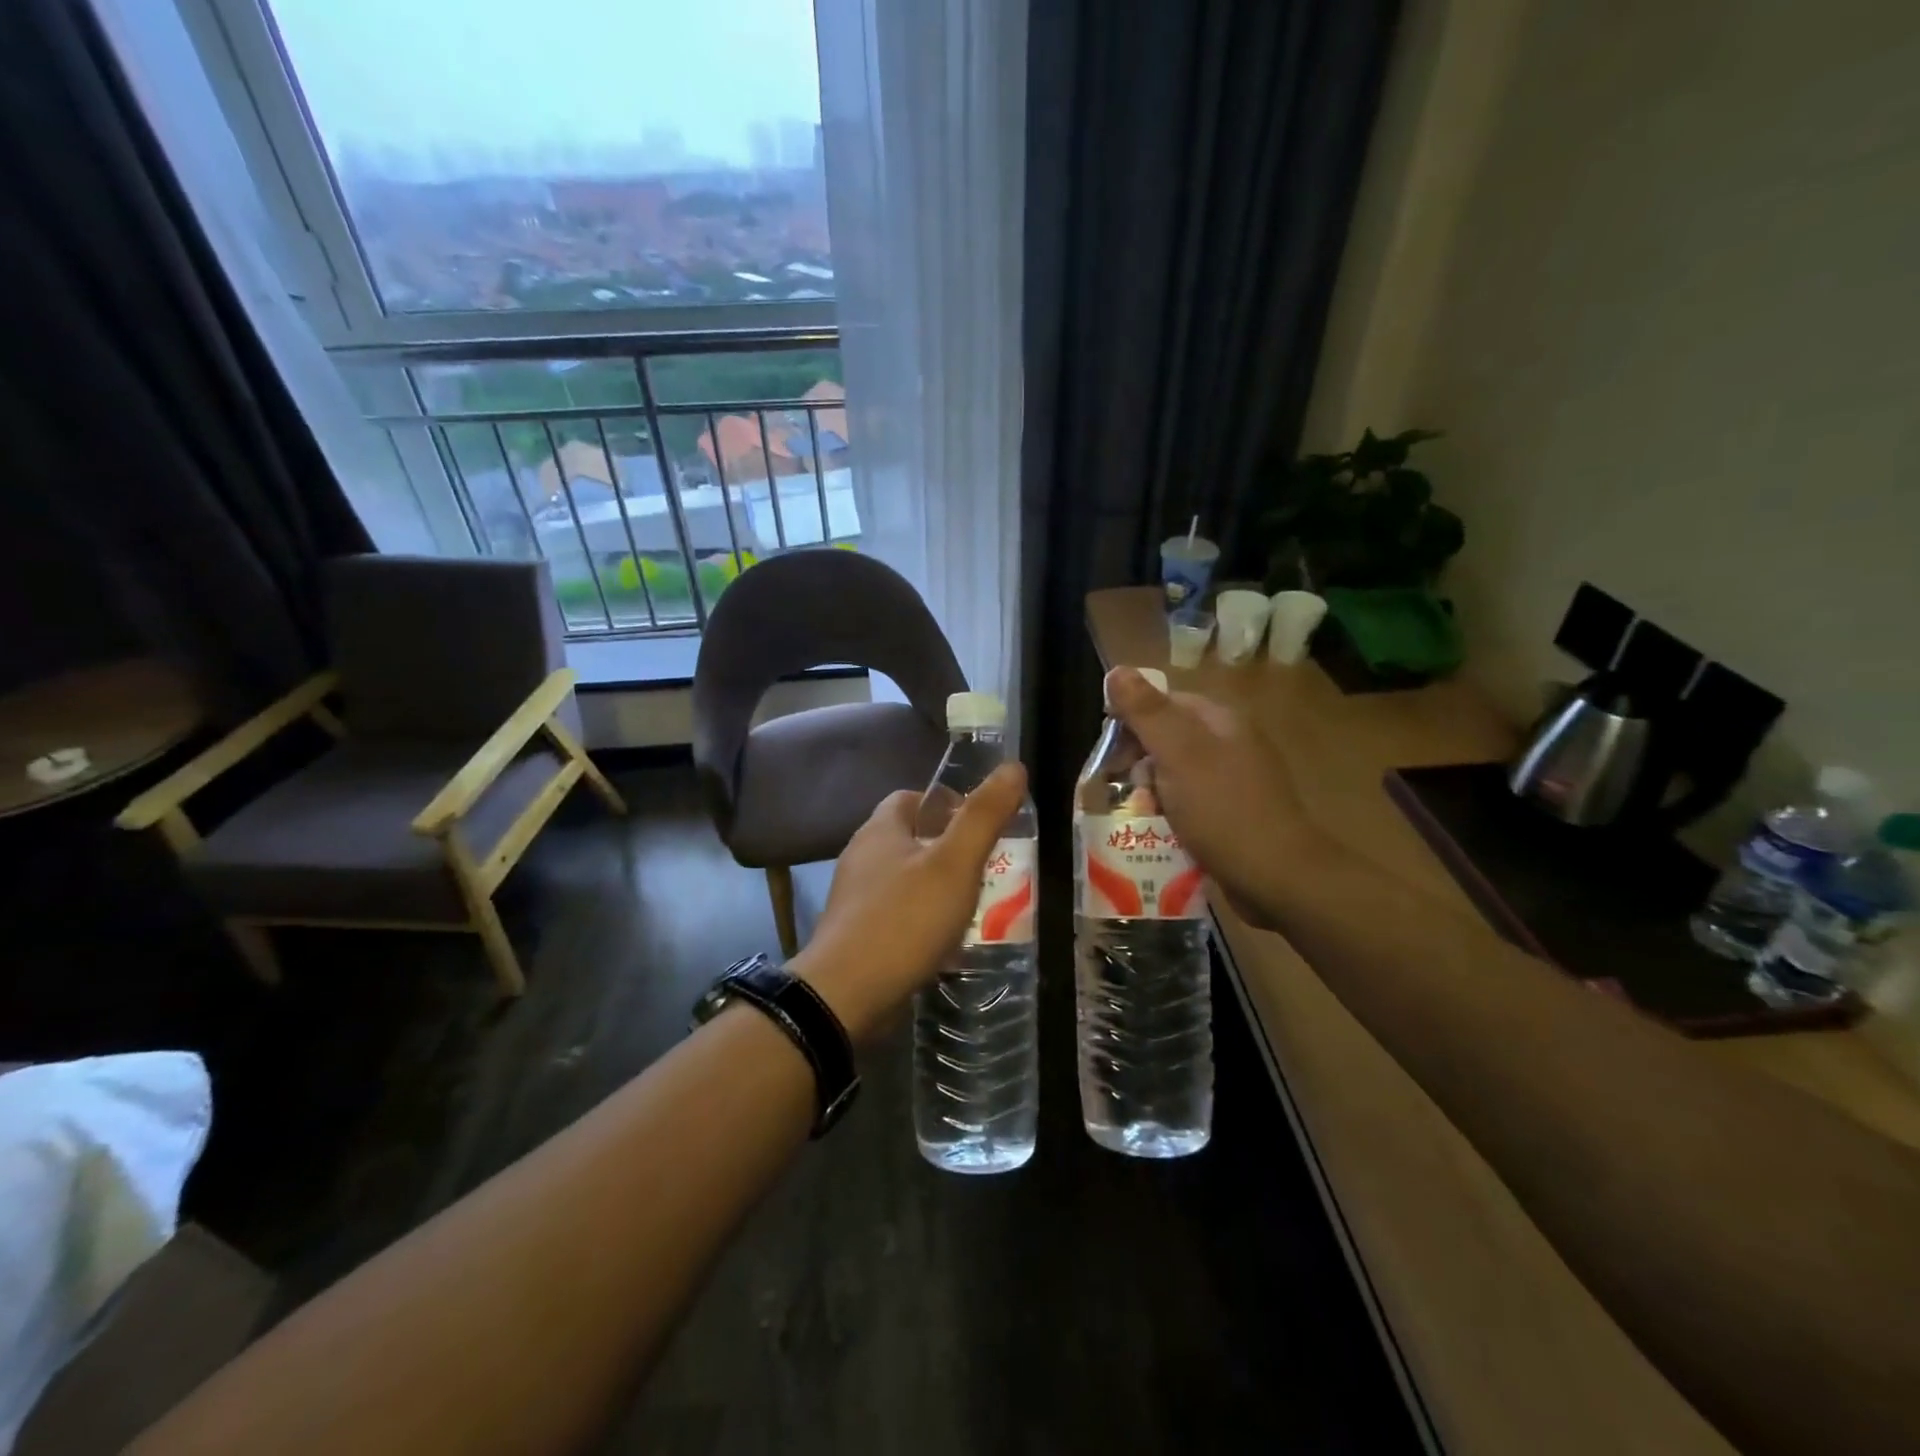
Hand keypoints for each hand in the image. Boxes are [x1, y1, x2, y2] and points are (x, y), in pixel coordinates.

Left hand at [791, 763, 1028, 1043]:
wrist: (847, 994)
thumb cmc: (905, 919)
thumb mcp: (955, 863)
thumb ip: (984, 815)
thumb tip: (1014, 766)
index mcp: (880, 830)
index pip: (912, 797)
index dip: (947, 803)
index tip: (980, 824)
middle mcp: (862, 857)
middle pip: (911, 839)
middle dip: (949, 849)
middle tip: (988, 868)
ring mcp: (855, 898)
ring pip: (905, 879)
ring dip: (938, 888)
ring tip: (975, 906)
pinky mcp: (856, 934)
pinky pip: (897, 915)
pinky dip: (923, 920)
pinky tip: (946, 941)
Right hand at [1104, 667, 1318, 929]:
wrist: (1277, 878)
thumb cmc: (1224, 809)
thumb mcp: (1179, 754)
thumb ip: (1146, 712)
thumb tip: (1116, 670)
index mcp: (1220, 721)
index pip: (1163, 703)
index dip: (1130, 721)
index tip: (1107, 753)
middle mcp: (1227, 746)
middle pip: (1165, 741)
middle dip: (1137, 764)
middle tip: (1127, 791)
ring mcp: (1230, 784)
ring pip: (1171, 777)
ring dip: (1149, 795)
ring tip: (1138, 817)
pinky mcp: (1228, 818)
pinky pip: (1185, 807)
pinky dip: (1167, 817)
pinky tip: (1157, 834)